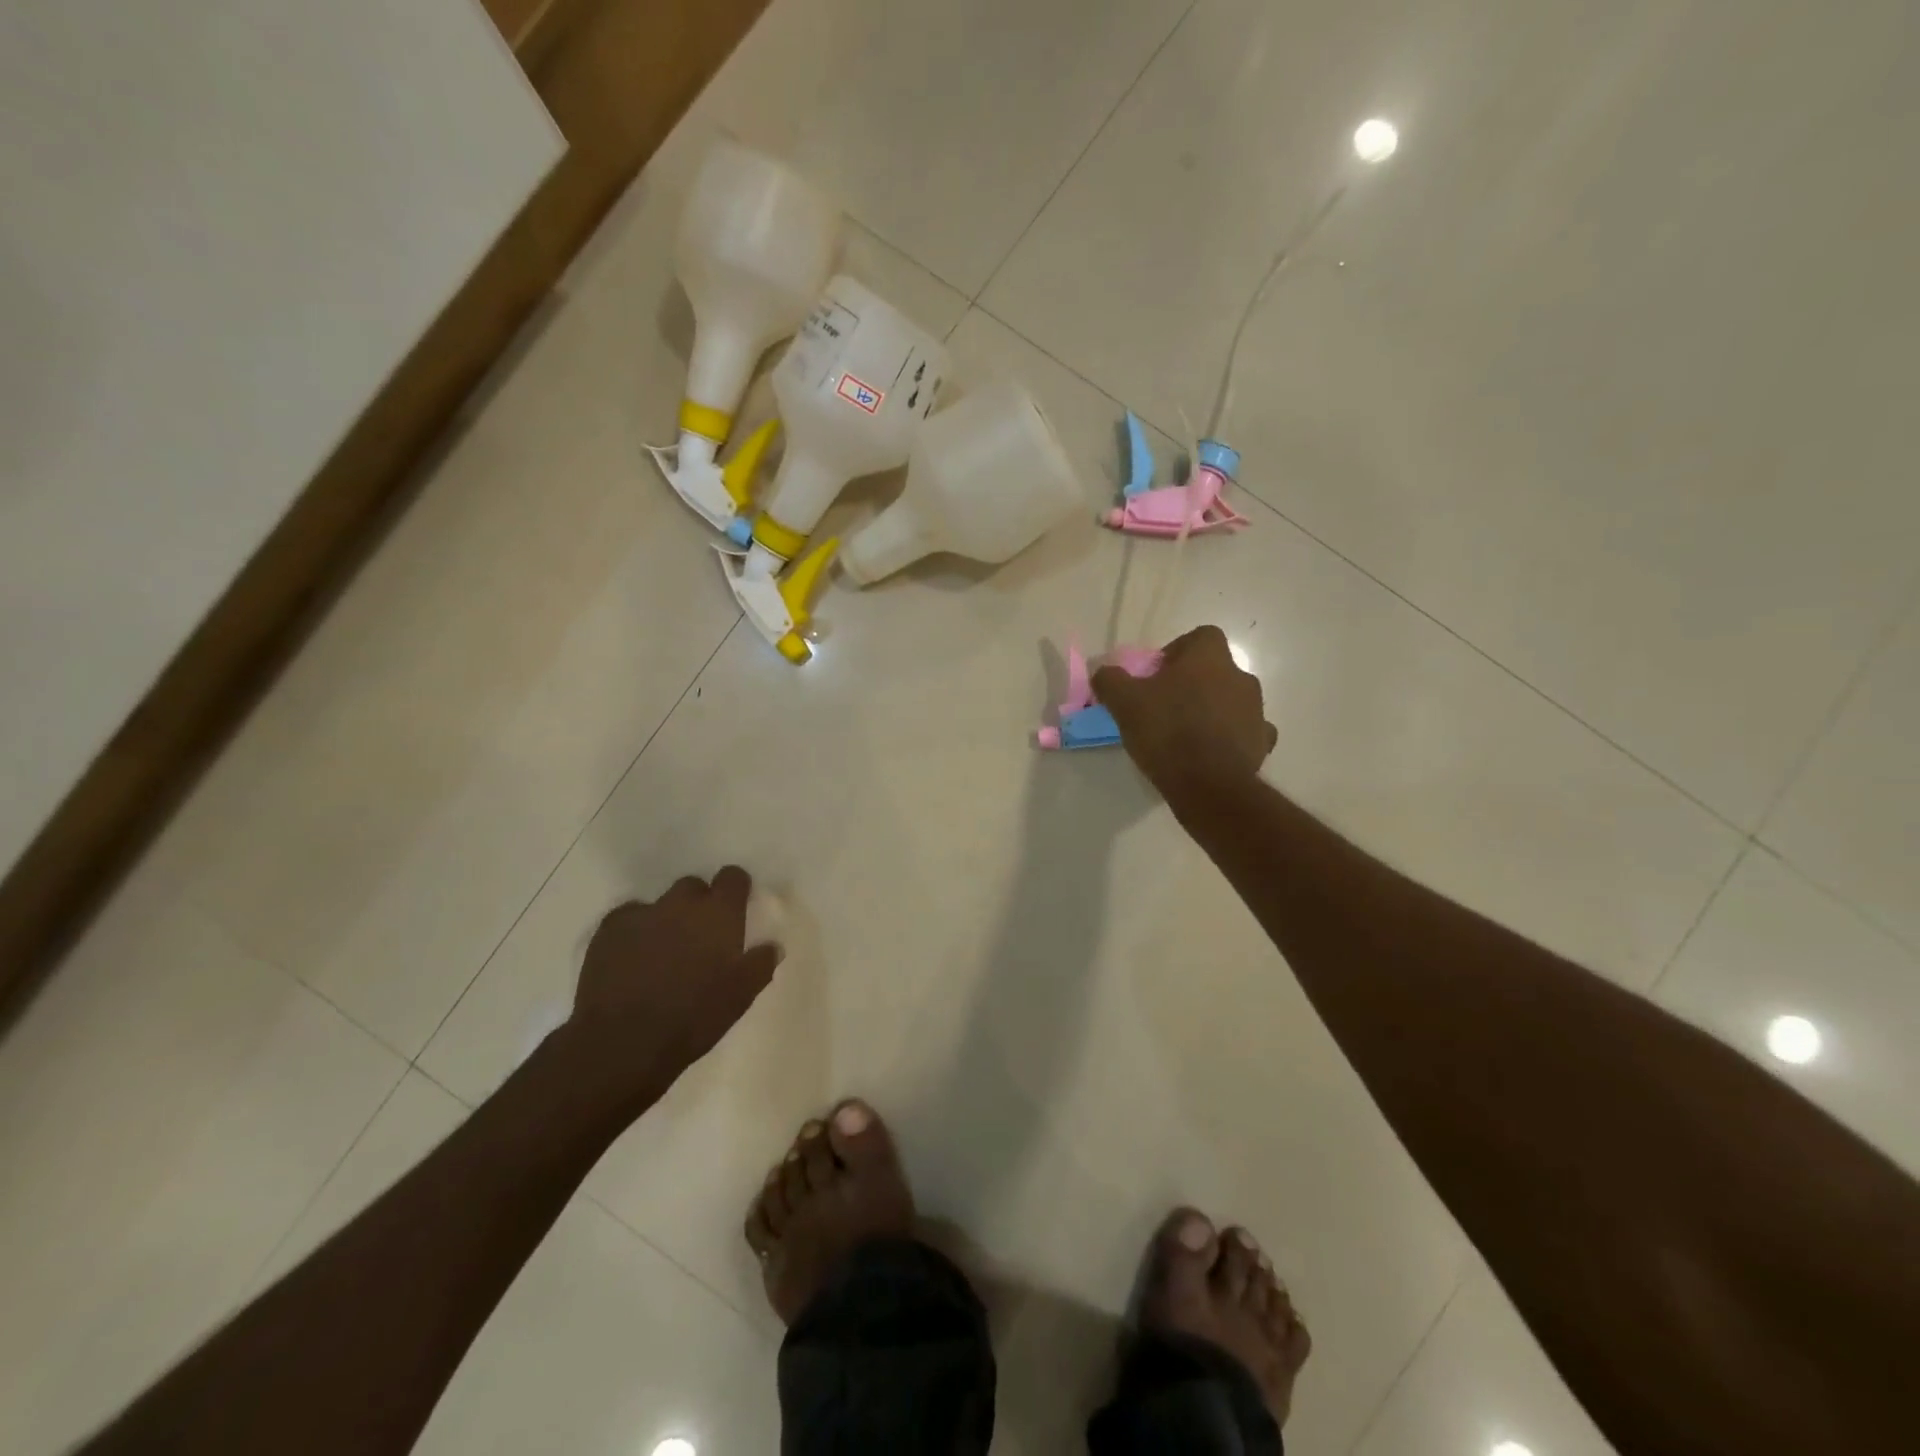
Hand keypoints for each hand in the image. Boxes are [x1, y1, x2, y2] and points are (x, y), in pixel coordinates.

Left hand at [571, 866, 781, 1086]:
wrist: (624, 1041)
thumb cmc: (694, 1017)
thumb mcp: (740, 996)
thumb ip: (760, 965)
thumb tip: (772, 946)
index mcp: (719, 914)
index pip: (732, 877)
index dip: (735, 889)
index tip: (736, 907)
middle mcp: (682, 904)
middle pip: (694, 886)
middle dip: (698, 905)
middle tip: (699, 937)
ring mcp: (643, 913)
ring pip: (660, 904)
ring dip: (666, 919)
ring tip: (663, 952)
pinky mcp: (609, 929)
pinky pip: (628, 918)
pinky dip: (634, 932)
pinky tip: (632, 959)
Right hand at [1092, 625, 1276, 799]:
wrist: (1208, 784)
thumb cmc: (1166, 731)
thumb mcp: (1123, 702)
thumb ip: (1110, 679)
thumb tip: (1103, 671)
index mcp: (1209, 658)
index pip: (1201, 637)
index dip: (1178, 652)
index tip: (1157, 676)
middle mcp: (1240, 676)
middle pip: (1215, 670)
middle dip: (1193, 684)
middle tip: (1165, 706)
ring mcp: (1256, 710)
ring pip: (1231, 701)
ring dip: (1212, 710)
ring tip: (1185, 734)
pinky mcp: (1262, 742)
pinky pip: (1245, 731)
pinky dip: (1229, 737)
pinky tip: (1209, 753)